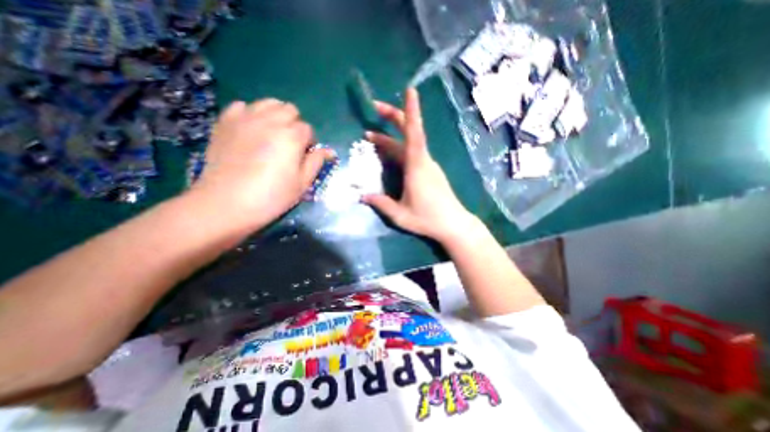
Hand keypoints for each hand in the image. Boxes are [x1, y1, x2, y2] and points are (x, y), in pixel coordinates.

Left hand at [191, 98, 330, 231]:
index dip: (309, 142)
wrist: (226, 203)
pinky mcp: (225, 122)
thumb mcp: (302, 183)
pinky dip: (250, 114)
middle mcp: (270, 121)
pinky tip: (250, 130)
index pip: (308, 129)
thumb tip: (329, 151)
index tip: (304, 156)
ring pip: (268, 103)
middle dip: (295, 124)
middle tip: (290, 144)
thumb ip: (316, 162)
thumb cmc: (272, 196)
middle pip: (290, 110)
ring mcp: (245, 118)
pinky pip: (242, 106)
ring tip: (272, 134)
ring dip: (276, 115)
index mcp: (291, 137)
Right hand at [362, 89, 475, 242]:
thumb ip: (381, 204)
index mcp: (417, 167)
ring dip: (390, 138)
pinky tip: (387, 154)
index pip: (414, 133)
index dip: (411, 111)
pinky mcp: (429, 171)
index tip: (410, 90)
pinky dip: (397, 149)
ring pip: (408, 144)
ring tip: (370, 137)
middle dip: (393, 116)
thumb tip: (362, 197)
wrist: (454, 224)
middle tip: (374, 108)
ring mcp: (427, 165)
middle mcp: (423, 161)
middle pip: (409, 132)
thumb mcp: (400, 215)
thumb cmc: (428, 219)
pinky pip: (411, 154)